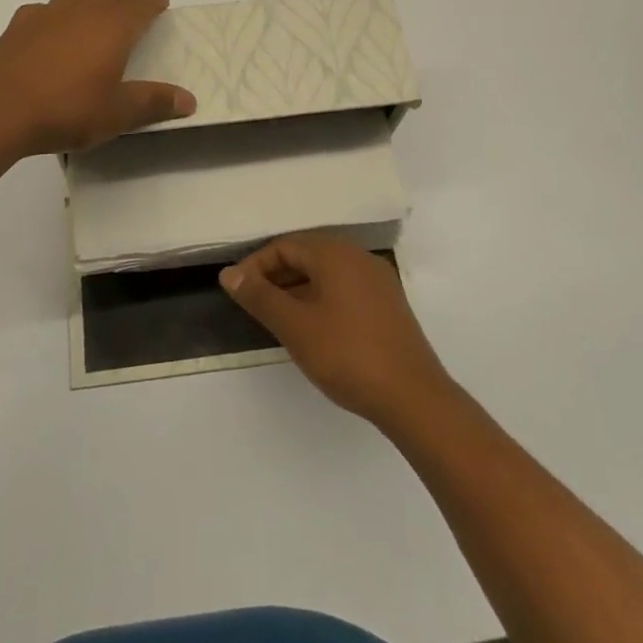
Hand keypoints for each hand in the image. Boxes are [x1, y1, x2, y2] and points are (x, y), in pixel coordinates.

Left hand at [0, 0, 195, 156]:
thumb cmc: (66, 110)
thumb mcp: (117, 114)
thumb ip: (154, 102)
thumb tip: (189, 99)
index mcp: (113, 26)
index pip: (142, 3)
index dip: (154, 2)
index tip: (160, 5)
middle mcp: (83, 9)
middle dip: (123, 0)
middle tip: (129, 20)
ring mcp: (47, 13)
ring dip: (89, 4)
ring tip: (90, 28)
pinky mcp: (18, 24)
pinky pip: (44, 10)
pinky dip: (55, 18)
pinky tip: (50, 40)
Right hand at [220, 233, 455, 427]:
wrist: (413, 397)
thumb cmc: (347, 355)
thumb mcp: (295, 327)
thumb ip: (259, 296)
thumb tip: (229, 273)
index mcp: (335, 254)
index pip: (284, 245)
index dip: (256, 266)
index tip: (237, 293)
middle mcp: (358, 257)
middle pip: (307, 254)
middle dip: (276, 276)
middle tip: (254, 305)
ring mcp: (377, 280)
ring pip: (326, 273)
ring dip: (297, 288)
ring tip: (278, 318)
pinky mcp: (388, 304)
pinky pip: (345, 288)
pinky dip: (321, 298)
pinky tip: (313, 328)